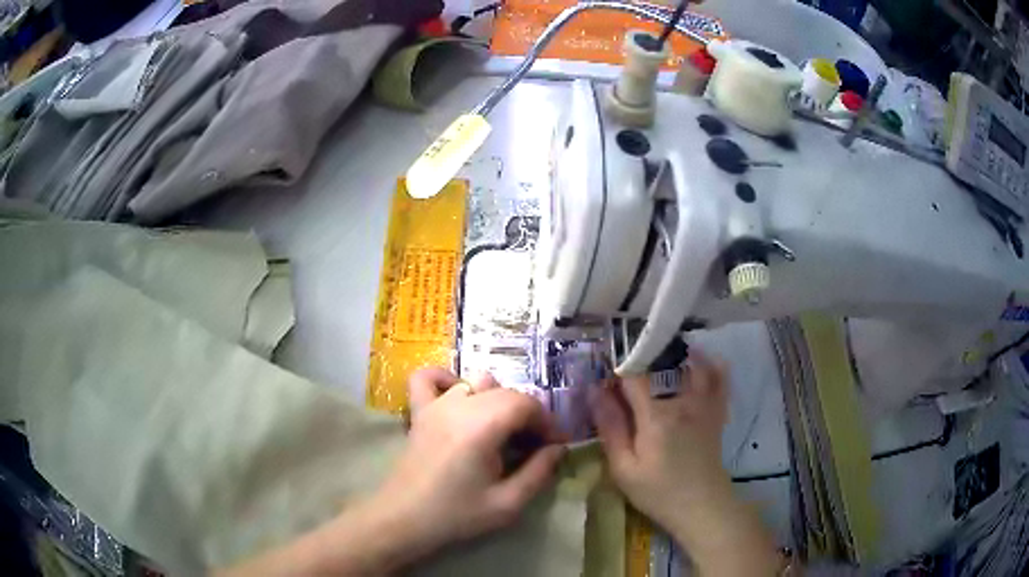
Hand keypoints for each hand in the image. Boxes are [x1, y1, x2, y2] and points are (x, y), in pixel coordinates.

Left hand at [377, 368, 565, 557]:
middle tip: (532, 446)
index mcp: (482, 426)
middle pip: (506, 392)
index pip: (526, 404)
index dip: (547, 422)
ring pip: (477, 381)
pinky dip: (448, 380)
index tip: (554, 445)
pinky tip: (459, 400)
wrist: (403, 518)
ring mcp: (435, 404)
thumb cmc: (456, 515)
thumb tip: (558, 449)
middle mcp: (459, 405)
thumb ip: (539, 473)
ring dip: (497, 400)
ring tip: (501, 430)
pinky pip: (429, 378)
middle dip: (527, 415)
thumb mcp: (507, 503)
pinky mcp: (419, 411)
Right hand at [589, 351, 730, 533]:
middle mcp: (682, 401)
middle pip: (662, 364)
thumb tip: (595, 392)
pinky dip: (712, 365)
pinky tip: (700, 360)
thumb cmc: (658, 491)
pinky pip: (720, 379)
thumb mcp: (624, 468)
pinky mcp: (716, 412)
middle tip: (628, 367)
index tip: (605, 377)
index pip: (633, 375)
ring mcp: (704, 404)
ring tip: (660, 355)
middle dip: (643, 359)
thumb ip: (611, 427)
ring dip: (676, 354)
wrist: (702, 506)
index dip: (616, 370)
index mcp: (656, 415)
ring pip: (693, 365)